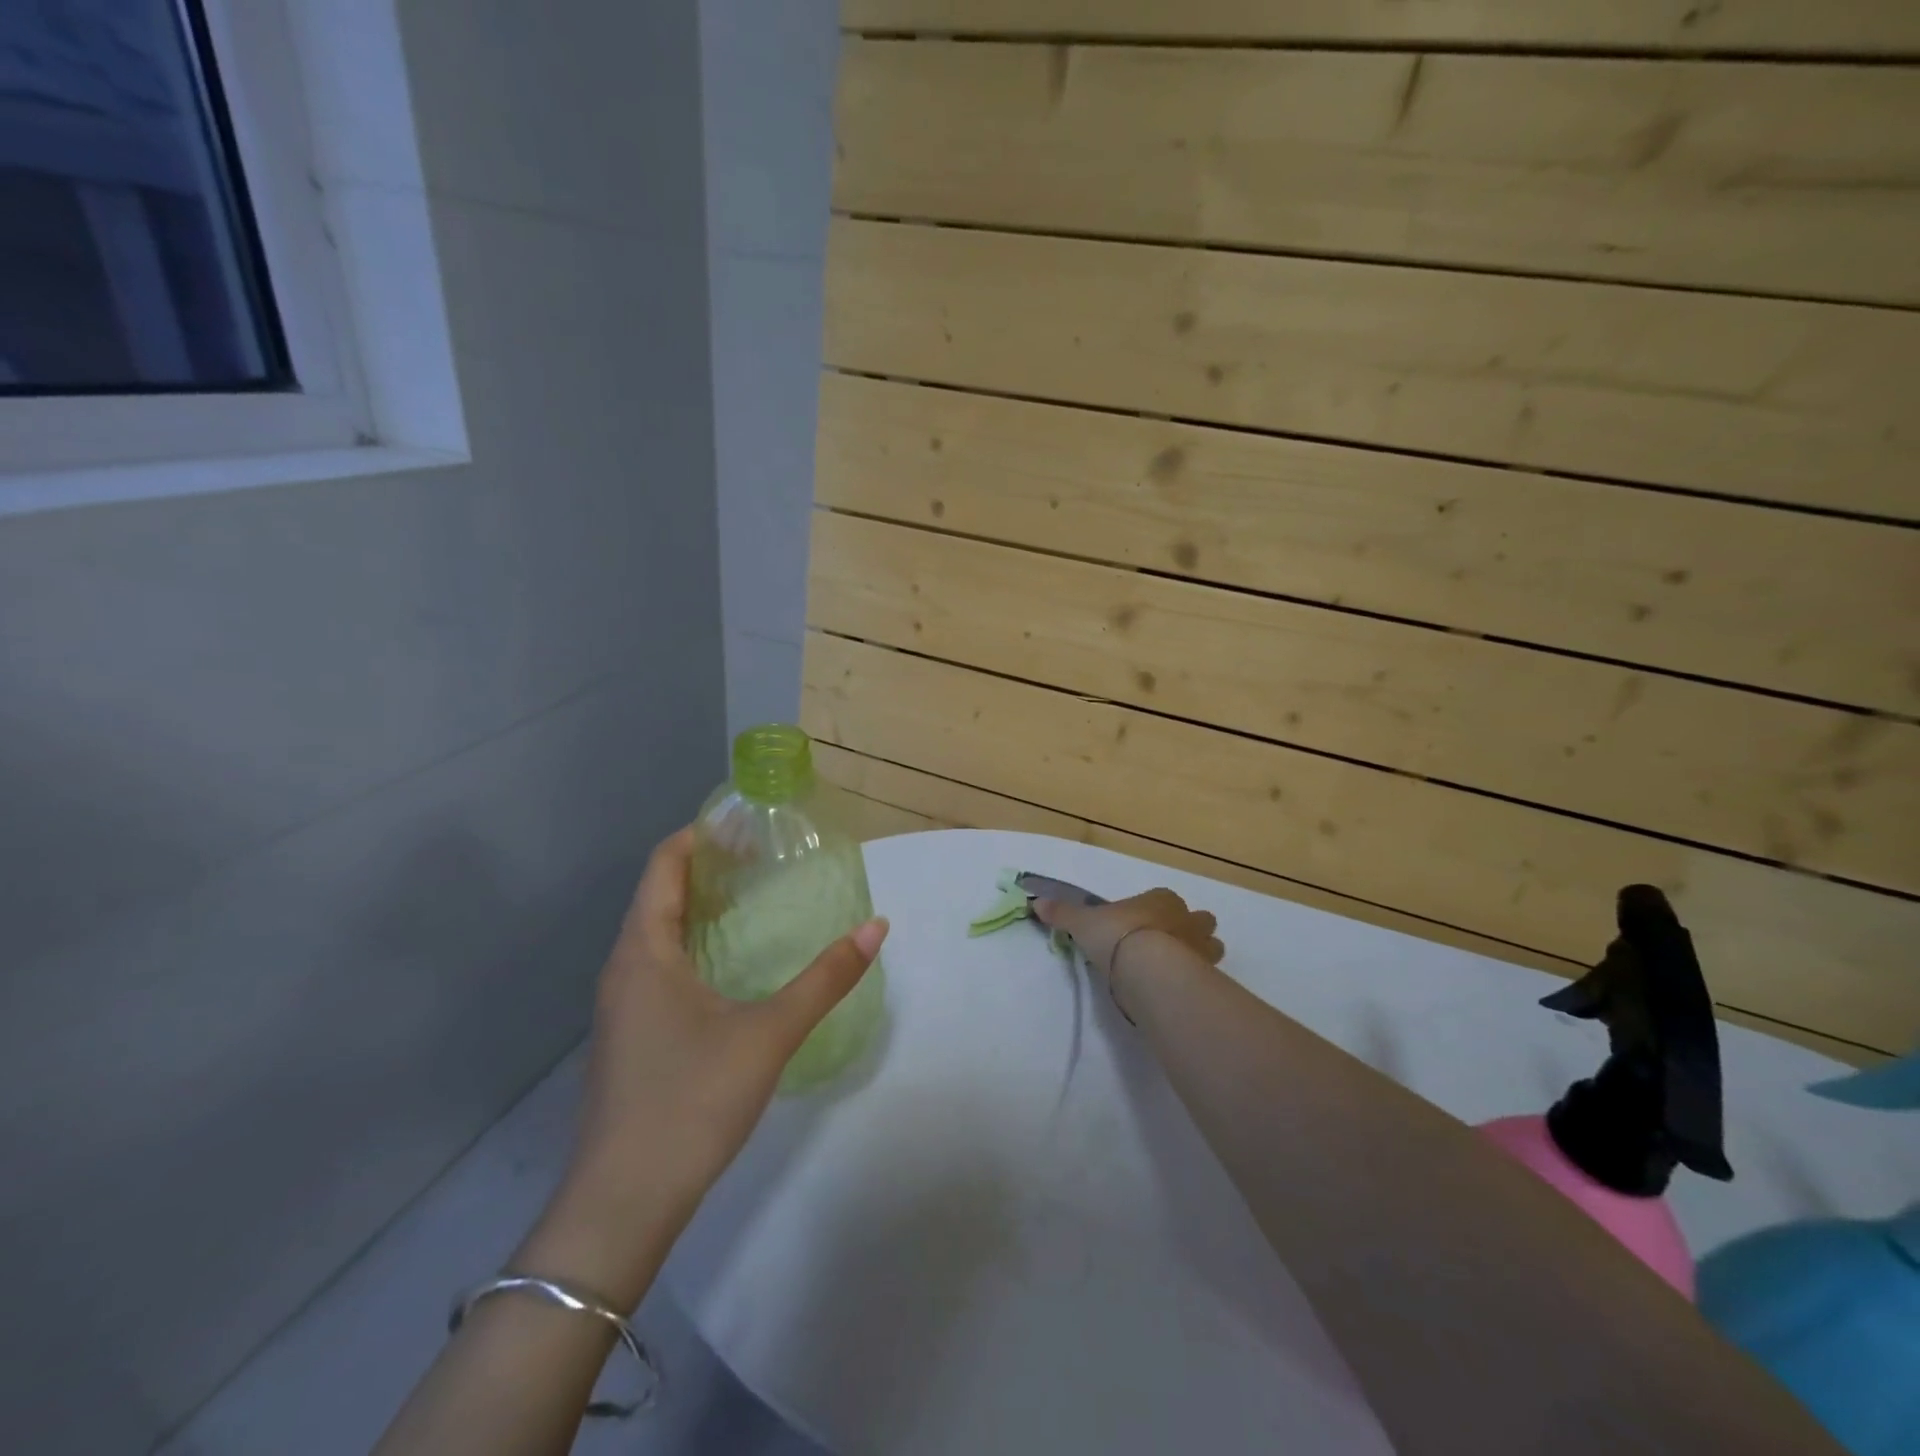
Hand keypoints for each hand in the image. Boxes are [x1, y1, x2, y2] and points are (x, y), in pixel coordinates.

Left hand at [521, 827, 886, 1304]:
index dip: (701, 835)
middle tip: (764, 856)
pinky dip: (693, 943)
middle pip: (659, 893)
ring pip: (657, 932)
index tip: (748, 824)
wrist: (622, 1204)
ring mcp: (621, 1005)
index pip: (663, 865)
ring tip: (754, 898)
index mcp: (644, 951)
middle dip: (708, 867)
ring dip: (700, 907)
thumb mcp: (768, 1034)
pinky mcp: (630, 1035)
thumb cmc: (690, 1102)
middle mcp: (624, 967)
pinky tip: (731, 964)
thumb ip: (825, 979)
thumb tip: (876, 927)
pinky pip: (658, 965)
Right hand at [1033, 888, 1222, 1017]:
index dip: (1154, 910)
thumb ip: (1063, 913)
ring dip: (1198, 954)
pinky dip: (1196, 980)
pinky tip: (1177, 990)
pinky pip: (1206, 975)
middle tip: (1165, 946)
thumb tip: (1037, 903)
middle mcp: (1187, 918)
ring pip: (1210, 946)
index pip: (1163, 899)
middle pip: (1198, 920)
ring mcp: (1202, 948)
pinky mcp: (1207, 976)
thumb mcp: (1083, 923)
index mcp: (1161, 899)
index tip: (1139, 925)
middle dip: (1188, 930)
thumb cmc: (1117, 935)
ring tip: (1175, 970)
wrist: (1149, 968)